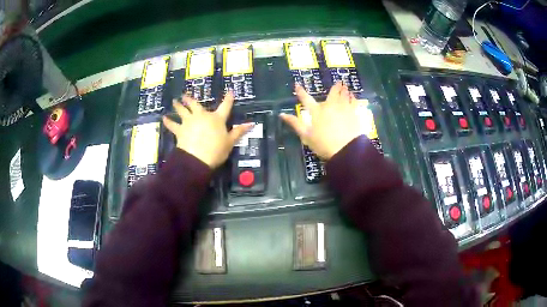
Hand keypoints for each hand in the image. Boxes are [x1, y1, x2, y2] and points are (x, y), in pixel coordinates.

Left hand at [163, 93, 252, 167]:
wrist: (198, 158)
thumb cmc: (216, 150)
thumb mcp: (230, 142)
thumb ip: (239, 131)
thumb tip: (252, 123)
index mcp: (216, 118)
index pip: (225, 106)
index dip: (228, 99)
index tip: (230, 92)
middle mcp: (202, 116)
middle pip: (195, 105)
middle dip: (190, 99)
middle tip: (185, 95)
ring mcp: (189, 122)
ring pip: (182, 111)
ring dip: (178, 105)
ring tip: (174, 101)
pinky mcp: (180, 130)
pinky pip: (172, 125)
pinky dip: (168, 122)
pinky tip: (164, 118)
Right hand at [280, 83, 363, 159]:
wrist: (347, 149)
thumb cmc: (324, 144)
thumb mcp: (306, 136)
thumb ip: (295, 123)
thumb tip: (282, 114)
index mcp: (316, 111)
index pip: (306, 99)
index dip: (301, 92)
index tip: (297, 85)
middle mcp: (330, 106)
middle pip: (332, 93)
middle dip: (335, 87)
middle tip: (338, 82)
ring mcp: (343, 108)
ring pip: (344, 95)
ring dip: (344, 90)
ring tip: (346, 86)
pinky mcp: (354, 113)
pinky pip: (354, 102)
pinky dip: (353, 98)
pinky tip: (354, 97)